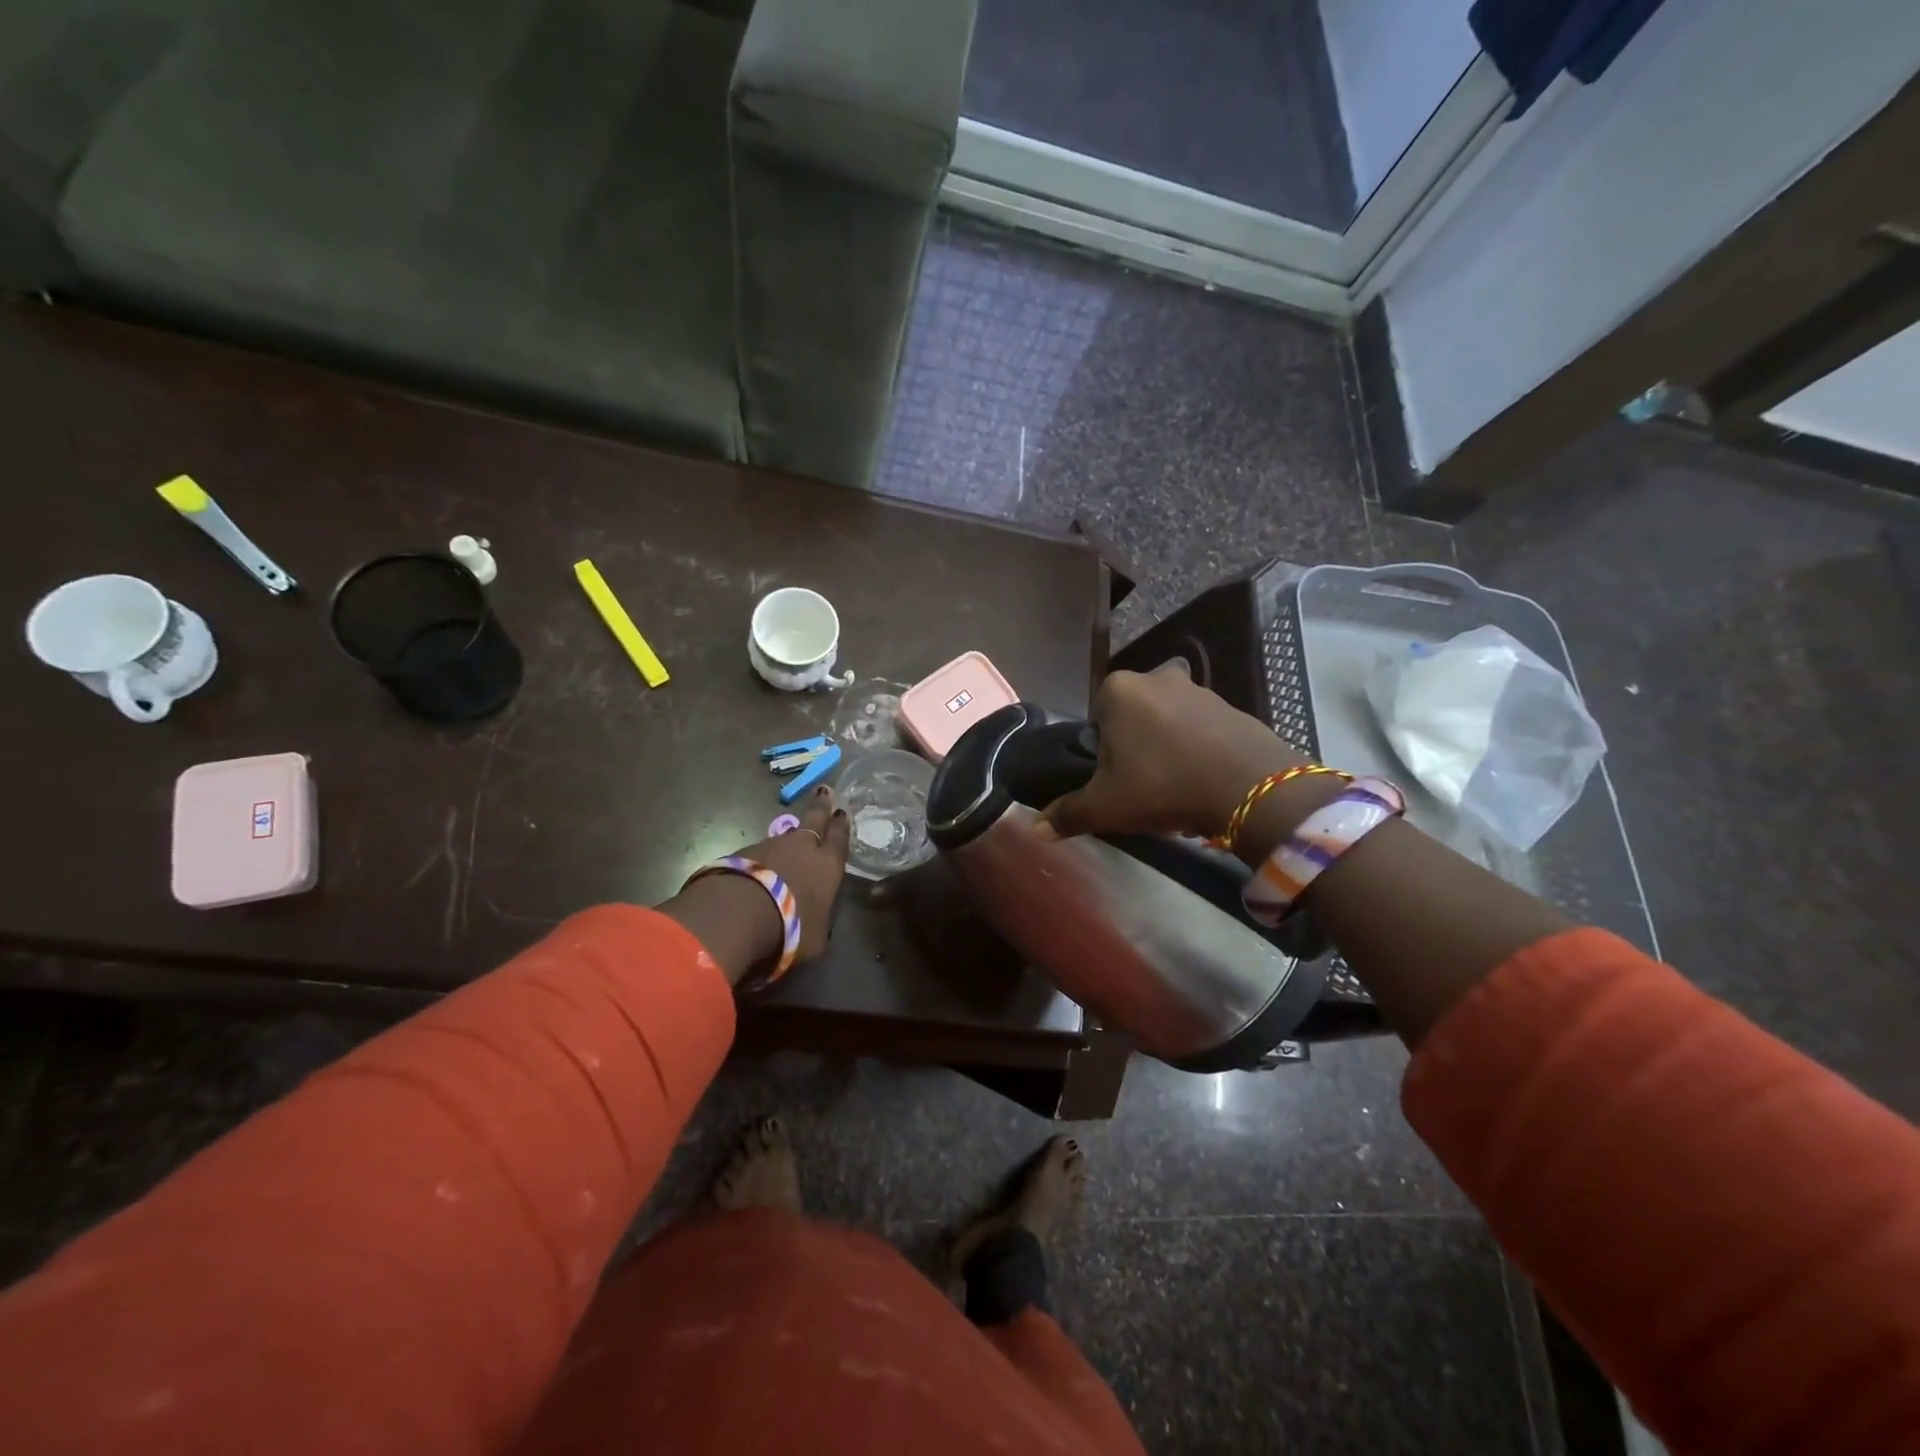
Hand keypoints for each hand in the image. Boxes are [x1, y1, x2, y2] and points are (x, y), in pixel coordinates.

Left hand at [727, 785, 850, 961]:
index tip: (842, 812)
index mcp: (828, 865)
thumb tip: (813, 919)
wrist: (739, 914)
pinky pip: (758, 853)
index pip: (839, 839)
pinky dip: (761, 859)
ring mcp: (770, 846)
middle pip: (815, 820)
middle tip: (825, 791)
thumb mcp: (815, 938)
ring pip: (784, 837)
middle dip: (821, 806)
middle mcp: (802, 847)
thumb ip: (817, 921)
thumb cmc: (791, 928)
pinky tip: (758, 870)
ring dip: (788, 839)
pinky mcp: (741, 853)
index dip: (841, 826)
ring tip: (789, 843)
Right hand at [1037, 665, 1311, 842]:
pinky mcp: (1232, 705)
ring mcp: (1199, 688)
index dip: (1103, 751)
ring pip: (1168, 718)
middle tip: (1143, 782)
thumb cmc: (1162, 787)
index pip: (1096, 717)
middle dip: (1135, 744)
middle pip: (1132, 715)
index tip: (1116, 779)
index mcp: (1118, 690)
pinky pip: (1203, 727)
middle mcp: (1156, 677)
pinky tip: (1204, 778)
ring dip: (1168, 745)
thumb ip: (1068, 813)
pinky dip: (1200, 747)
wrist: (1249, 789)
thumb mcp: (1106, 806)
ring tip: (1176, 784)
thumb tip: (1035, 829)